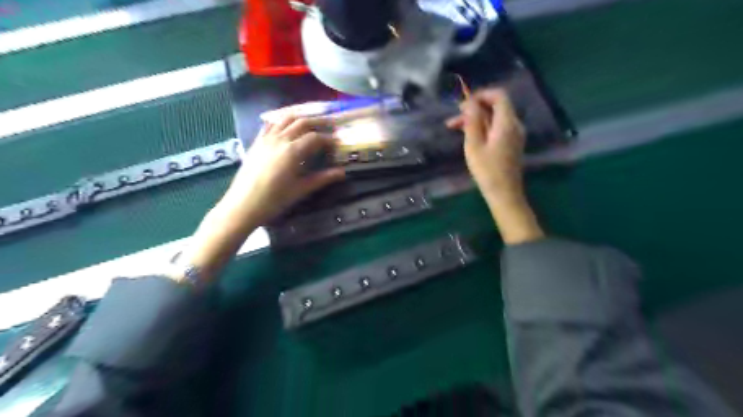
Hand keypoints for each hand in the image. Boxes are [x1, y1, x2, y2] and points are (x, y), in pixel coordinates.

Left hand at [219, 115, 344, 229]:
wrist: (243, 205)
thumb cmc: (274, 200)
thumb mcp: (301, 189)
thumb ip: (322, 178)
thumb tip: (342, 172)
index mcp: (293, 151)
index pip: (315, 137)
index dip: (329, 139)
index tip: (338, 143)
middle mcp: (280, 139)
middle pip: (302, 122)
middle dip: (319, 122)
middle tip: (330, 126)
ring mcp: (266, 138)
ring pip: (286, 119)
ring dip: (301, 118)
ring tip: (312, 122)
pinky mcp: (257, 142)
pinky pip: (271, 124)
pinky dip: (282, 121)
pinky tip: (287, 126)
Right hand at [443, 88, 544, 244]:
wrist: (504, 193)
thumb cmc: (487, 170)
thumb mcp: (474, 145)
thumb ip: (472, 121)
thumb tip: (470, 102)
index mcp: (507, 123)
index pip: (499, 95)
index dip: (481, 95)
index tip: (463, 104)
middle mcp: (515, 125)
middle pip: (496, 106)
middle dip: (474, 109)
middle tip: (454, 118)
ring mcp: (515, 135)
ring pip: (494, 118)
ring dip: (476, 119)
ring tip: (454, 128)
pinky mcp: (511, 143)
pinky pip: (497, 128)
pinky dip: (483, 127)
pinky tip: (468, 136)